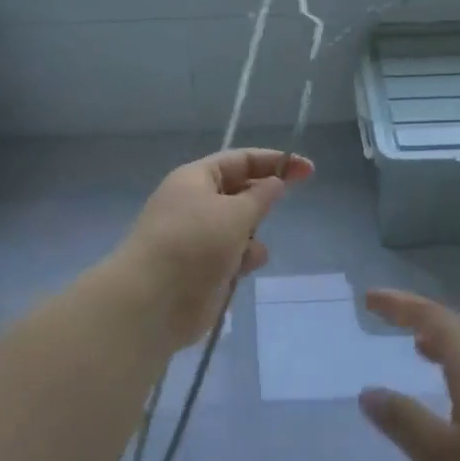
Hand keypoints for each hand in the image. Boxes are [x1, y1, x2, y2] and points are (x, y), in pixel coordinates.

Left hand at [116, 149, 313, 350]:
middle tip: (286, 204)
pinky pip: (231, 255)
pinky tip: (242, 269)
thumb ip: (261, 196)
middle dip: (261, 199)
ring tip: (250, 249)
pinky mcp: (200, 269)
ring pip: (238, 226)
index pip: (240, 160)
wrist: (151, 300)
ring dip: (252, 235)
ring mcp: (196, 237)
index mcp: (195, 179)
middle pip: (238, 191)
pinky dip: (242, 259)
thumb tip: (274, 183)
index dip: (274, 162)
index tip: (308, 171)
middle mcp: (194, 203)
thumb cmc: (194, 243)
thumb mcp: (235, 213)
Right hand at [359, 290, 459, 460]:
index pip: (435, 321)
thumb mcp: (440, 459)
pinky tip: (452, 399)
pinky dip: (456, 370)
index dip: (401, 305)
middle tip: (386, 314)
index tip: (369, 298)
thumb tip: (369, 391)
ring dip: (441, 342)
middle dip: (419, 316)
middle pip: (457, 330)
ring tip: (415, 346)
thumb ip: (403, 421)